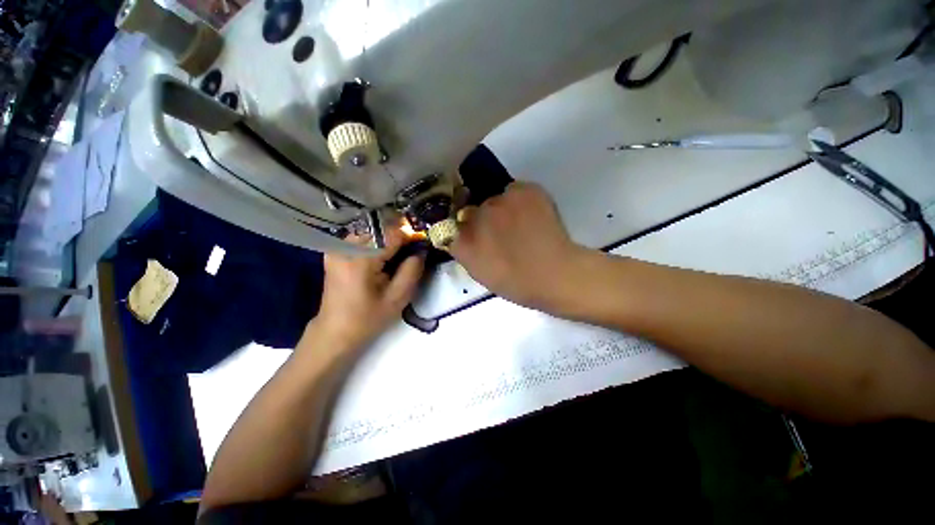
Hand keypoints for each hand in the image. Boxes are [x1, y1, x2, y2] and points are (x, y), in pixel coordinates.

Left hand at [308, 228, 424, 354]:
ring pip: (372, 230)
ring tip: (397, 256)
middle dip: (400, 237)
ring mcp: (338, 247)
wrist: (335, 330)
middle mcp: (346, 247)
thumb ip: (413, 270)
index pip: (392, 233)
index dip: (410, 237)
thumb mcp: (398, 298)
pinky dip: (377, 242)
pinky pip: (362, 237)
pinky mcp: (336, 251)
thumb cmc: (368, 318)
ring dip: (389, 239)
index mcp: (360, 259)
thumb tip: (422, 249)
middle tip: (410, 253)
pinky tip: (382, 258)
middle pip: (381, 228)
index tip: (421, 247)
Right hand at [451, 182, 586, 310]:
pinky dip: (520, 201)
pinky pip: (514, 191)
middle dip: (483, 219)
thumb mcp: (480, 273)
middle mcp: (476, 216)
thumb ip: (465, 250)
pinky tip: (532, 216)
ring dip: (502, 210)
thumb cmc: (517, 283)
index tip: (474, 234)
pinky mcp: (523, 190)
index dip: (463, 228)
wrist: (557, 274)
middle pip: (473, 209)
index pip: (451, 224)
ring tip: (521, 225)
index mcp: (463, 242)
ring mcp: (500, 201)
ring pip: (495, 199)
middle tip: (501, 232)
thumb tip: (462, 234)